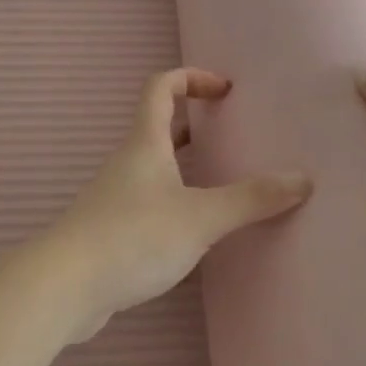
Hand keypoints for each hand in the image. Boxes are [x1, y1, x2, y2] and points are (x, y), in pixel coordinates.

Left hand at [41, 68, 311, 338]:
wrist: (64, 287)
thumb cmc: (133, 237)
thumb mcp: (200, 217)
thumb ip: (250, 199)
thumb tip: (302, 180)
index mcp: (145, 144)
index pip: (161, 87)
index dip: (192, 77)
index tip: (225, 90)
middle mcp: (128, 162)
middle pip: (159, 126)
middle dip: (195, 124)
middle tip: (232, 136)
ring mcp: (115, 197)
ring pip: (154, 167)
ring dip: (185, 166)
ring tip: (222, 182)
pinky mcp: (110, 230)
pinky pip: (148, 202)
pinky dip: (174, 201)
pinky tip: (194, 230)